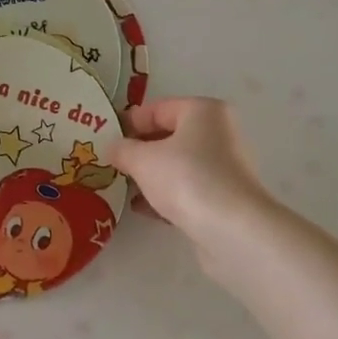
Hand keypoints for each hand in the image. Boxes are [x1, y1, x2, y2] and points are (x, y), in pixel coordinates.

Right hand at [112, 99, 273, 264]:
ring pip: (177, 165)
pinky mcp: (223, 198)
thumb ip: (122, 149)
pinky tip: (141, 208)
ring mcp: (223, 167)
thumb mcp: (142, 160)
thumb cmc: (186, 178)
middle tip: (111, 163)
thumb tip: (112, 148)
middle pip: (169, 136)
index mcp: (203, 111)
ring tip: (121, 187)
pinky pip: (186, 189)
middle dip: (139, 150)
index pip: (157, 109)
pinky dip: (164, 195)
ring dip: (149, 175)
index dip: (128, 122)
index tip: (105, 138)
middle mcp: (218, 133)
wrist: (232, 229)